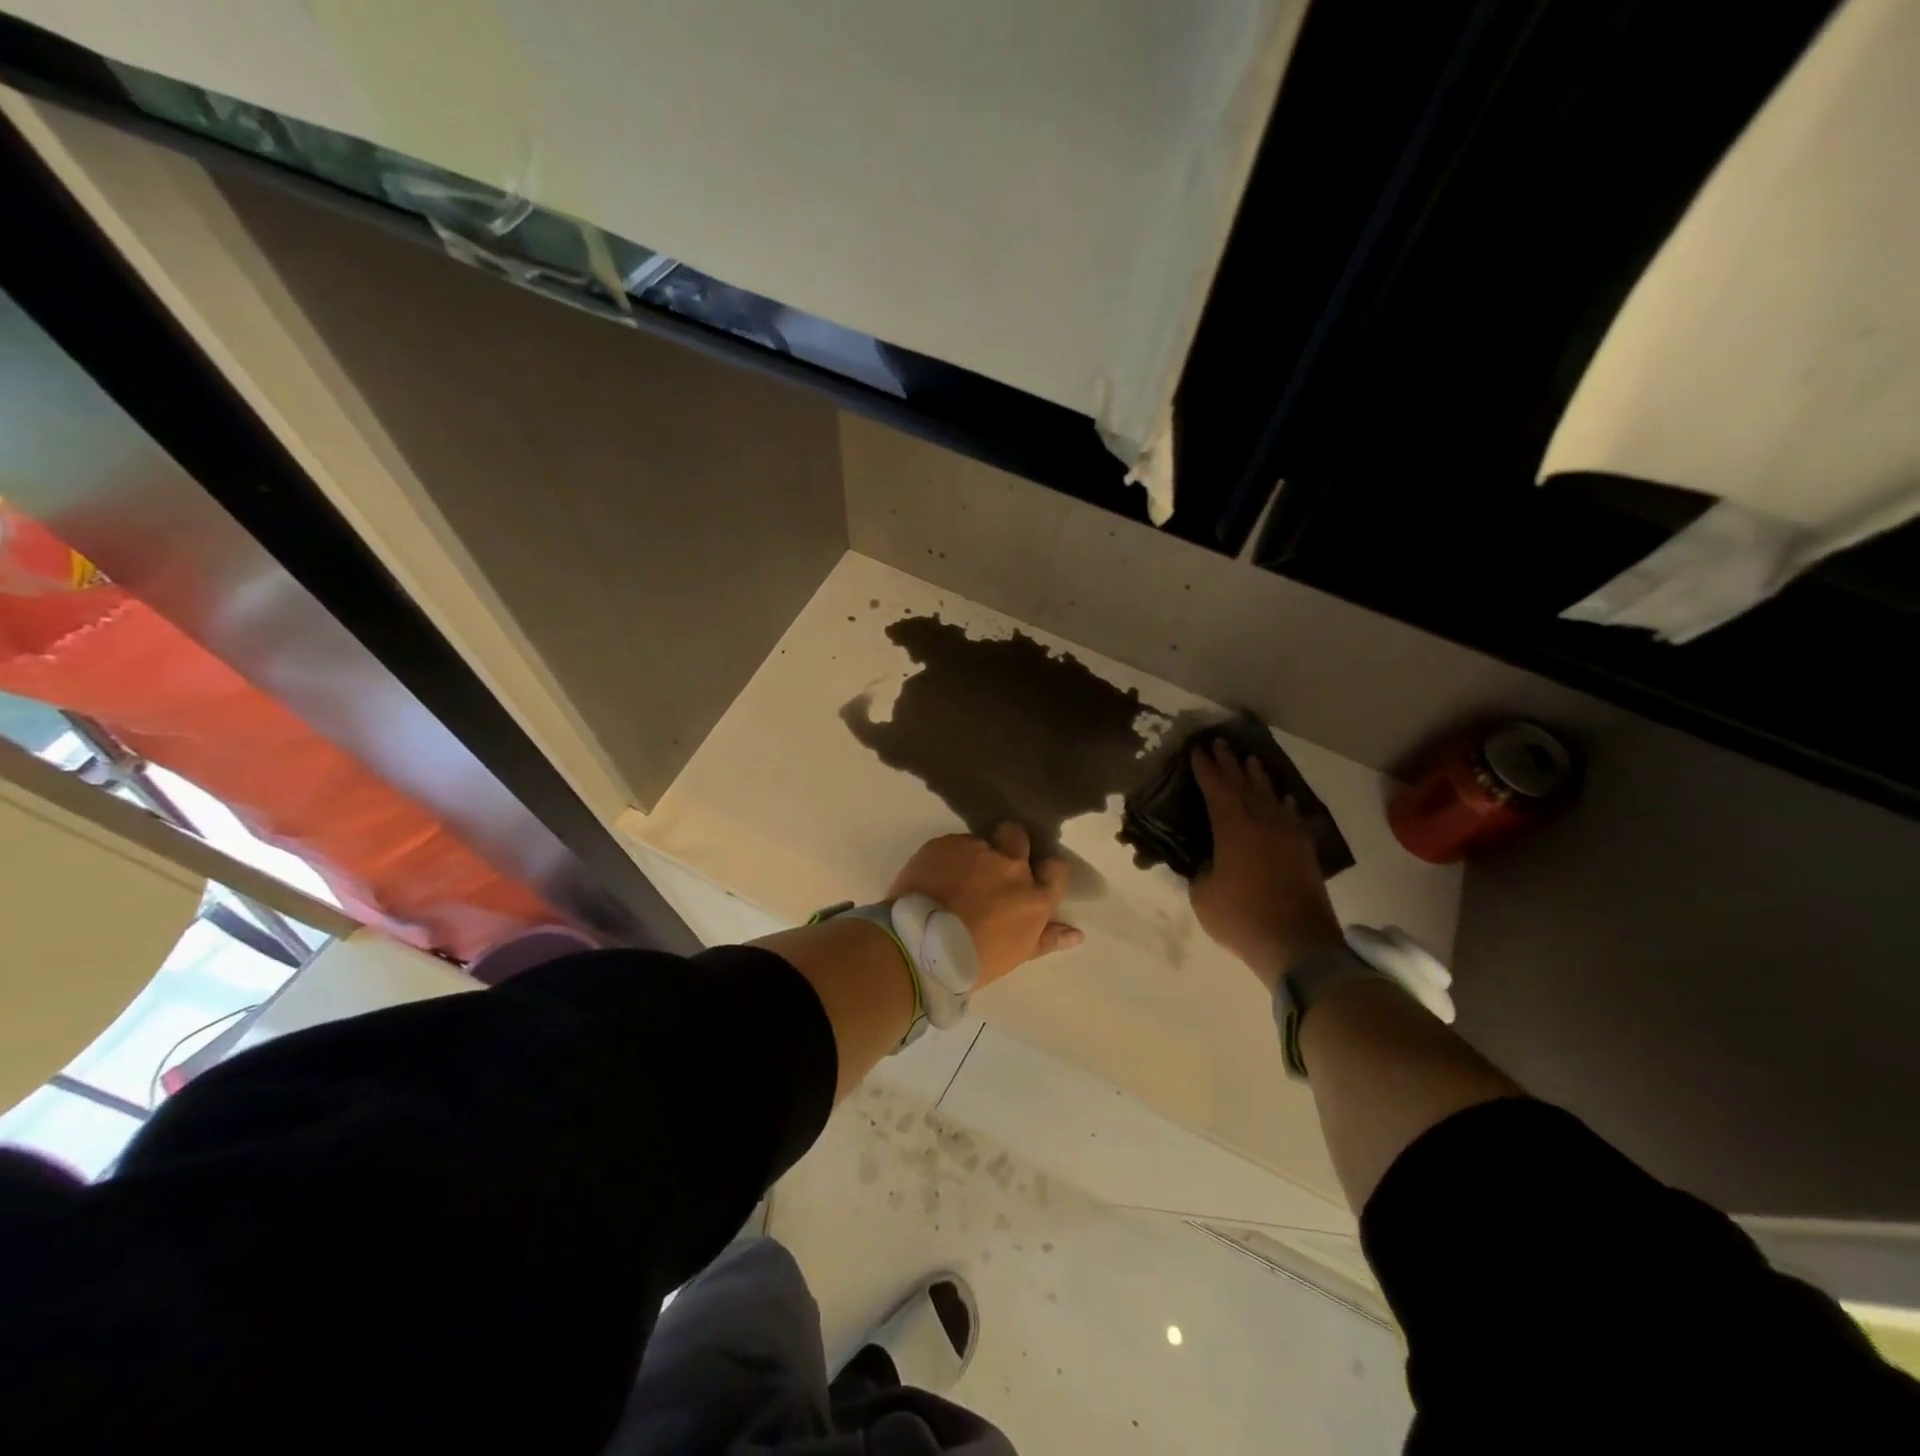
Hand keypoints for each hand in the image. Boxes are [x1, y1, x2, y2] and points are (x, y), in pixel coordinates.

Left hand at [889, 824, 1083, 988]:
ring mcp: (977, 850)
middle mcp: (1011, 866)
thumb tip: (1077, 934)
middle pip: (1018, 837)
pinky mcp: (945, 843)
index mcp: (1034, 897)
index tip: (1035, 876)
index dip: (1046, 870)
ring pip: (980, 842)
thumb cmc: (972, 961)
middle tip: (993, 866)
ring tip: (954, 879)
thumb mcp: (1015, 954)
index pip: (1057, 869)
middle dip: (1010, 845)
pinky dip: (947, 858)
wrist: (919, 945)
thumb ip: (1047, 938)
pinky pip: (952, 845)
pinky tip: (935, 878)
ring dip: (973, 856)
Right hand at [1189, 739, 1343, 990]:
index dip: (1205, 768)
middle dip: (1230, 763)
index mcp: (1232, 826)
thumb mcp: (1203, 893)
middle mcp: (1261, 820)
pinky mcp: (1304, 849)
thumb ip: (1202, 868)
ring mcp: (1287, 833)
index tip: (1197, 750)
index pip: (1215, 788)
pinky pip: (1290, 814)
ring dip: (1257, 776)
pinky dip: (1282, 802)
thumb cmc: (1242, 917)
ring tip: (1250, 759)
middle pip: (1243, 783)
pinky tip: (1281, 797)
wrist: (1298, 943)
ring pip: (1269, 795)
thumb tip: (1207, 859)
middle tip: (1220, 743)